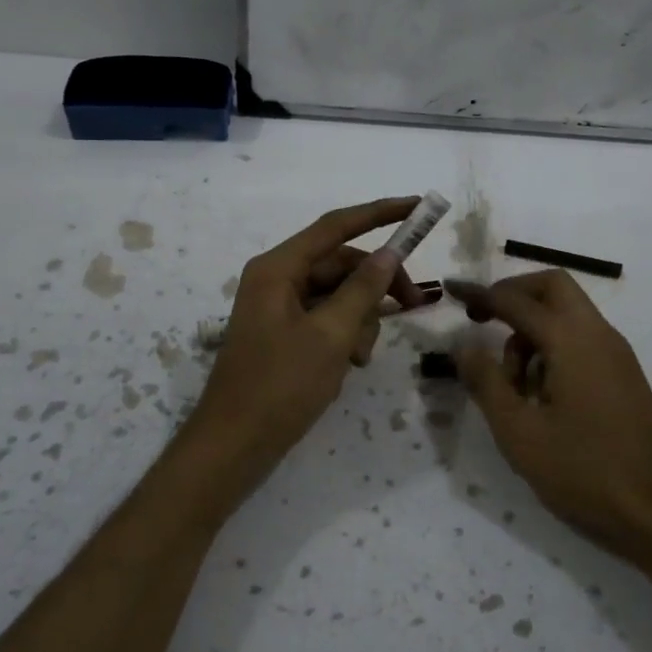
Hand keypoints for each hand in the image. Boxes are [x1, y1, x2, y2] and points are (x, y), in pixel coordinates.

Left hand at [174, 198, 428, 514]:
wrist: (234, 445)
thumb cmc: (280, 386)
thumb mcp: (330, 335)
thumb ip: (363, 290)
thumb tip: (390, 254)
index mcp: (279, 268)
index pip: (336, 226)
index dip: (379, 213)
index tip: (417, 206)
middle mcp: (277, 279)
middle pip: (341, 263)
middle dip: (376, 284)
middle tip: (414, 304)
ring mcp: (280, 308)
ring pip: (338, 294)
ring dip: (361, 319)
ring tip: (361, 357)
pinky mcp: (285, 334)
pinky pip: (327, 319)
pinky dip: (345, 335)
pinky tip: (350, 364)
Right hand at [446, 271, 651, 556]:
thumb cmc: (586, 471)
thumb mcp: (520, 432)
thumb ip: (486, 382)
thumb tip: (462, 345)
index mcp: (571, 340)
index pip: (516, 301)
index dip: (479, 293)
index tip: (451, 289)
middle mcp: (598, 334)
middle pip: (552, 288)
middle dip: (513, 296)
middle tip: (482, 321)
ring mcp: (616, 355)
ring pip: (567, 315)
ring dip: (531, 331)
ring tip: (511, 386)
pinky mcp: (624, 377)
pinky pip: (581, 341)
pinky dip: (552, 349)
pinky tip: (539, 398)